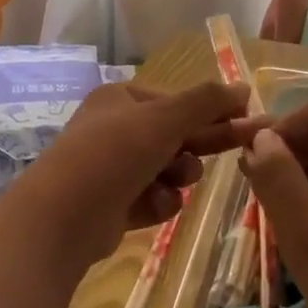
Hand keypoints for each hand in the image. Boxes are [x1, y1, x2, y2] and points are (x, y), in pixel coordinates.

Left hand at [15, 81, 262, 268]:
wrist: (61, 220)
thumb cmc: (113, 155)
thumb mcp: (164, 119)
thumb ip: (206, 102)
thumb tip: (244, 87)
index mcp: (122, 98)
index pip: (178, 101)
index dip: (212, 111)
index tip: (246, 121)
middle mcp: (117, 129)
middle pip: (176, 134)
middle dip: (201, 144)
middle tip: (244, 146)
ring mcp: (114, 168)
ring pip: (169, 169)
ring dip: (178, 176)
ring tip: (172, 183)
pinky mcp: (116, 205)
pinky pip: (155, 198)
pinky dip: (160, 203)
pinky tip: (154, 207)